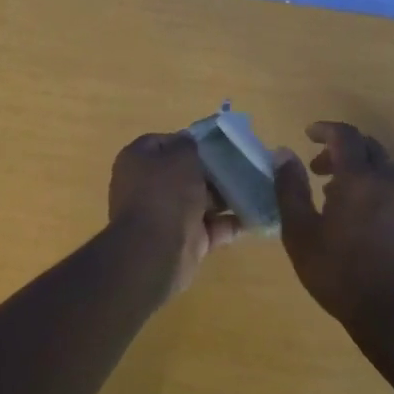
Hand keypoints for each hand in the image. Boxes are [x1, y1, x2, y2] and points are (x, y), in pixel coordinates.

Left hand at [109, 132, 238, 297]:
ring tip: (254, 186)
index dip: (189, 141)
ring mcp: (166, 216)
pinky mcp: (185, 241)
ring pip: (200, 201)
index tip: (216, 142)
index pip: (163, 143)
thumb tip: (189, 143)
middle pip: (184, 173)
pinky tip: (255, 214)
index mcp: (137, 161)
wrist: (157, 252)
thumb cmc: (166, 193)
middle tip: (241, 164)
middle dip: (212, 170)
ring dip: (225, 197)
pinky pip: (212, 227)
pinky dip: (231, 223)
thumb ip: (188, 144)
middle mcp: (148, 187)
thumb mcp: (181, 156)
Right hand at [273, 121, 393, 334]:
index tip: (307, 135)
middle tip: (316, 167)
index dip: (325, 129)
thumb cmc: (341, 273)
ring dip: (355, 168)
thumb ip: (290, 189)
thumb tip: (283, 154)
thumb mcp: (301, 233)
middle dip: (340, 148)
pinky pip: (389, 186)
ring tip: (330, 194)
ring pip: (380, 166)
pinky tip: (352, 216)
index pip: (345, 135)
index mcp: (358, 178)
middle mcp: (386, 181)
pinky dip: (369, 185)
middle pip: (366, 146)